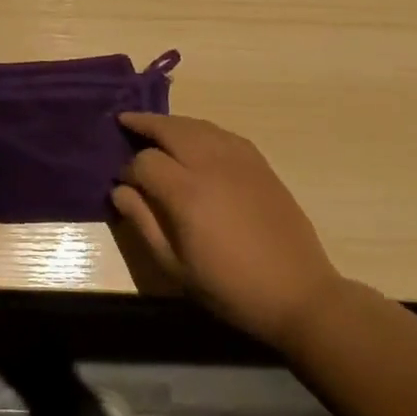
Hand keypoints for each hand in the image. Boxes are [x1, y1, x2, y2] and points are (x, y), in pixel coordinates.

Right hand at [113, 113, 342, 348]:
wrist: (297, 293)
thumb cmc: (229, 287)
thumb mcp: (175, 266)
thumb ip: (143, 222)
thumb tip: (119, 190)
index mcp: (187, 192)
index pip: (145, 161)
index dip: (127, 169)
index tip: (122, 183)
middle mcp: (211, 165)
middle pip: (170, 129)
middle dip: (144, 123)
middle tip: (125, 122)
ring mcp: (239, 160)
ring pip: (197, 125)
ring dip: (172, 123)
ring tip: (155, 126)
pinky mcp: (260, 164)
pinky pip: (223, 133)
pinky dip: (201, 129)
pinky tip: (195, 138)